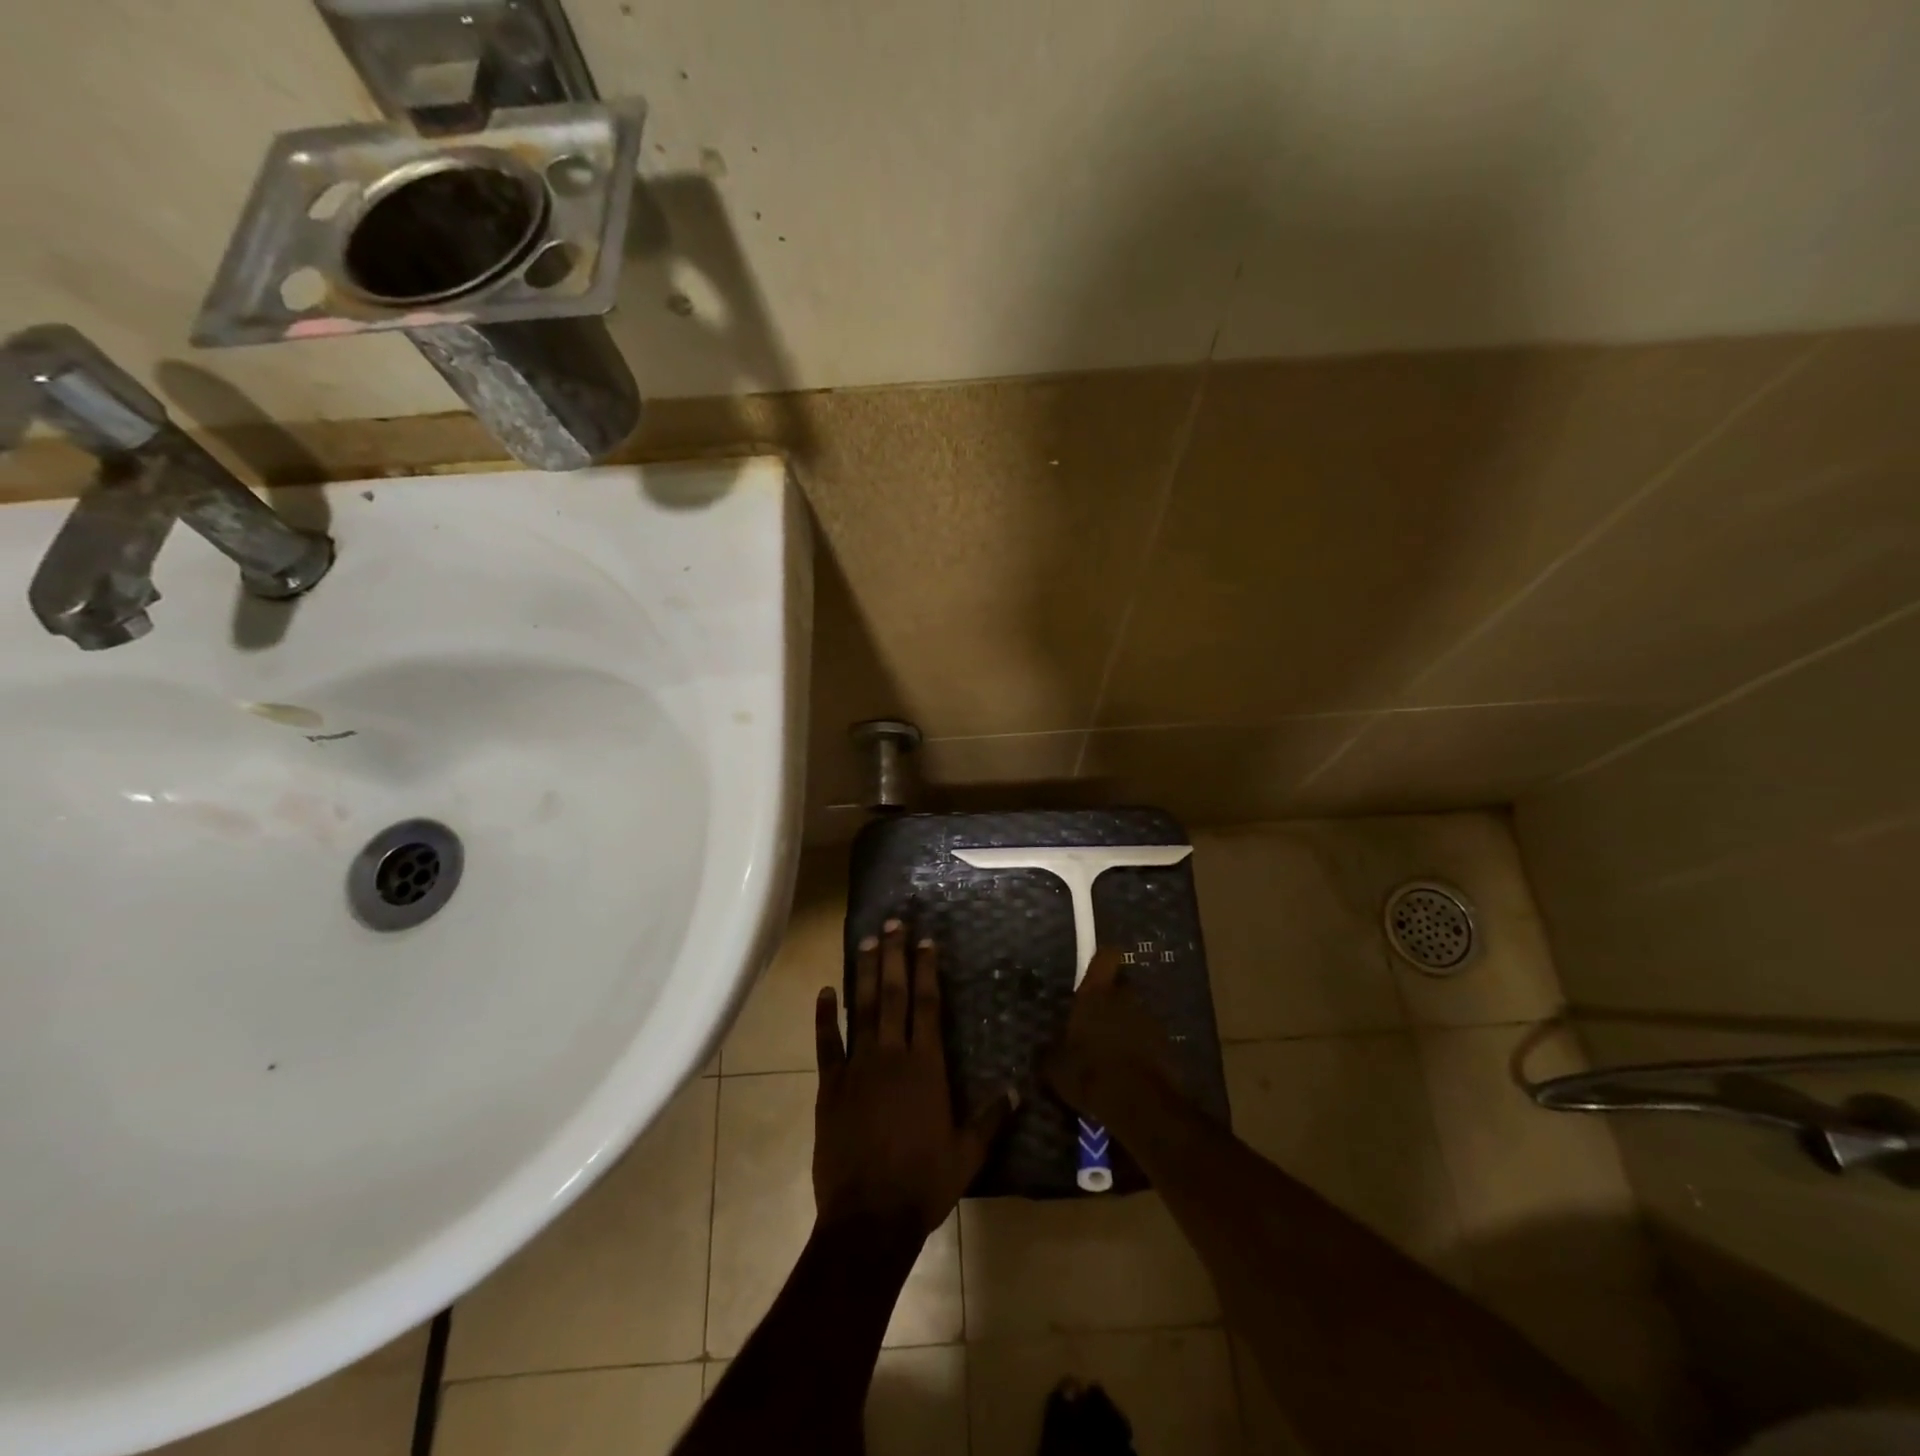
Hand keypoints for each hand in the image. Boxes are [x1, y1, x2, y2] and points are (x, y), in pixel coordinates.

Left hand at [813, 920, 1013, 1235]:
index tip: (924, 940)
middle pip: (894, 995)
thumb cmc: (923, 1184)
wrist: (868, 1218)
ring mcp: (857, 1068)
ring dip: (865, 973)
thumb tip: (1016, 1088)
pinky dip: (825, 1016)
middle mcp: (891, 1056)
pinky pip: (827, 1044)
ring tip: (867, 941)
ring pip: (861, 1009)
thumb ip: (991, 1118)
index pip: (927, 1005)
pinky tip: (824, 991)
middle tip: (892, 922)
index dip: (926, 969)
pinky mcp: (831, 1087)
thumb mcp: (967, 1154)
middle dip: (894, 956)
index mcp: (926, 1067)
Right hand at [1042, 947, 1175, 1122]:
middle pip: (1121, 986)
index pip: (1106, 956)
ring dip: (1127, 1025)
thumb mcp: (1056, 1068)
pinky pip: (1150, 1038)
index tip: (1095, 968)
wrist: (1140, 1105)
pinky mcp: (1168, 1044)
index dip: (1102, 958)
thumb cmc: (1091, 1074)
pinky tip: (1130, 1070)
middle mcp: (1126, 997)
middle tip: (1097, 1021)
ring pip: (1136, 1013)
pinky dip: (1141, 1048)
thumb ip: (1050, 1053)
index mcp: (1096, 994)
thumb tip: (1043, 1051)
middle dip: (1112, 999)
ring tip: (1113, 1051)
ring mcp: (1150, 1020)